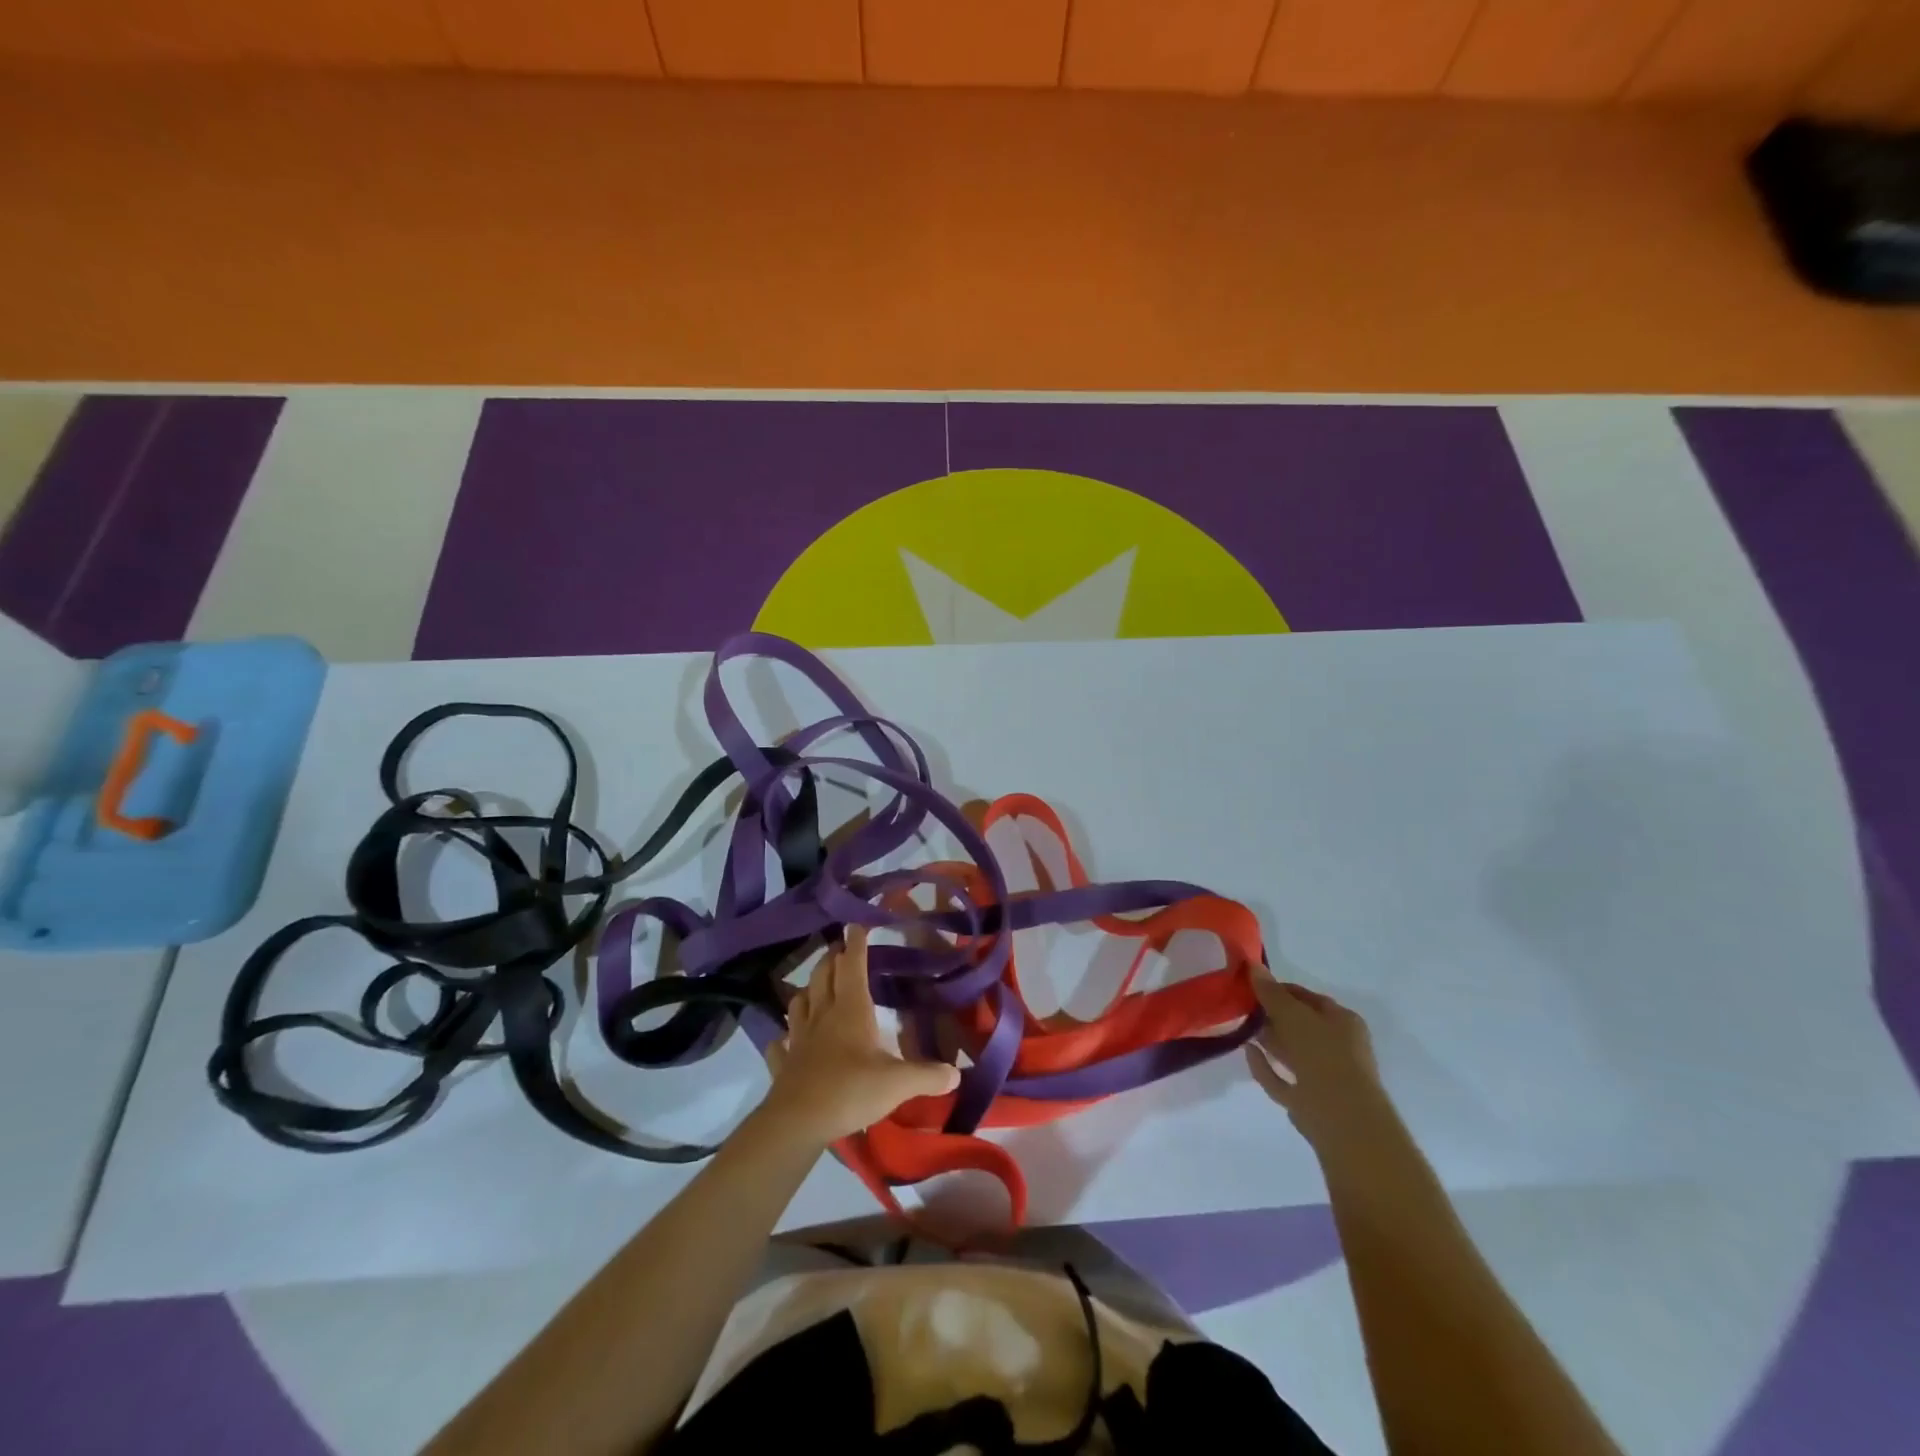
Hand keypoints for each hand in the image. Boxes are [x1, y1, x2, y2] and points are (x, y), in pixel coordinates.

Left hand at [762, 925, 960, 1145]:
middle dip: (832, 959)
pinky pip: (780, 1044)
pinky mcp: (784, 1063)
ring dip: (808, 990)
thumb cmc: (851, 1091)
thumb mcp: (898, 1083)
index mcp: (851, 1009)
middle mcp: (823, 1015)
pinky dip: (783, 1037)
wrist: (797, 1122)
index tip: (856, 925)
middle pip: (823, 976)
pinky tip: (785, 1040)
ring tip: (815, 988)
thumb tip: (957, 1073)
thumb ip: (928, 1076)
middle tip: (839, 951)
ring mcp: (799, 1038)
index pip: (853, 966)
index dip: (856, 944)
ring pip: (799, 1002)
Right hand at [1244, 969, 1394, 1151]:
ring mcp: (1325, 1076)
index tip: (1251, 987)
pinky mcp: (1310, 1101)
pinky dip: (1266, 1066)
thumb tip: (1252, 966)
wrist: (1342, 1118)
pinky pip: (1283, 1078)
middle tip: (1242, 1007)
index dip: (1279, 990)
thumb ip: (1270, 992)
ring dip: (1268, 1040)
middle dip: (1272, 1016)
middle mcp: (1338, 1047)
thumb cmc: (1323, 1054)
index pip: (1307, 998)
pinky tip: (1247, 1053)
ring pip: (1292, 1052)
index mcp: (1343, 1022)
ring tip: (1241, 1027)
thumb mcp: (1292, 1015)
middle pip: (1300, 1026)